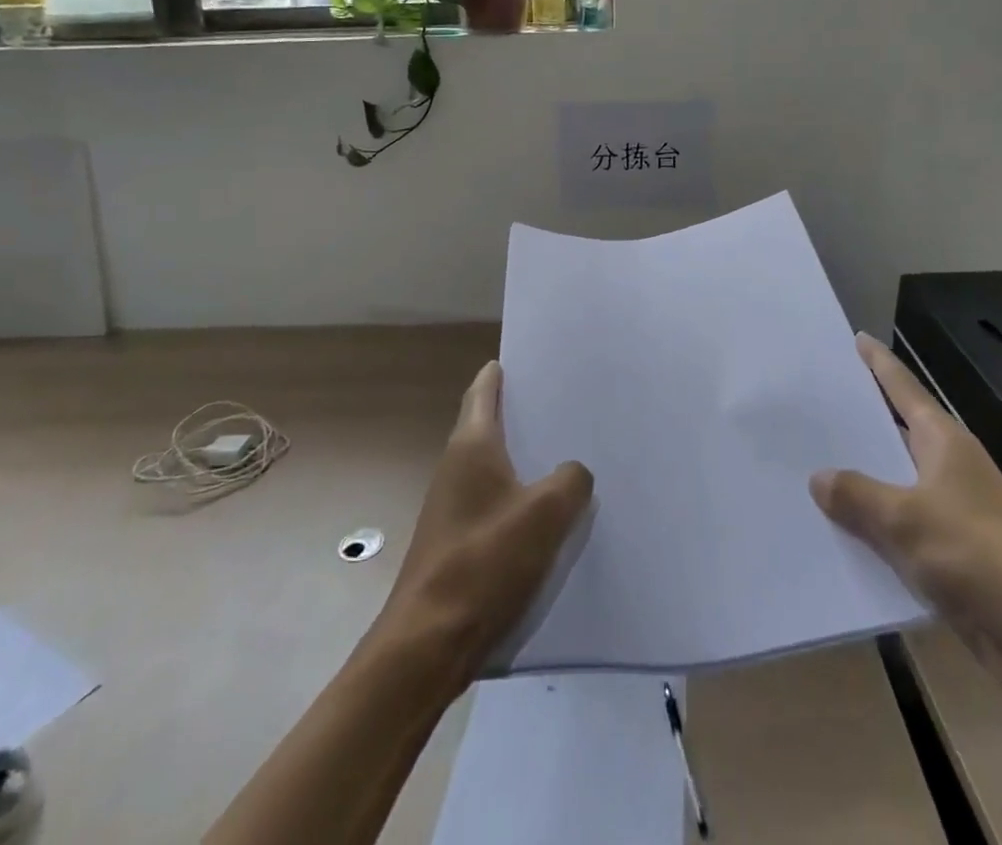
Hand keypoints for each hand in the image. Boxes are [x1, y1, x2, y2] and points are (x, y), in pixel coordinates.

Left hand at [374, 360, 593, 687]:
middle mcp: (456, 467)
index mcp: (471, 446)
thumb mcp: (544, 515)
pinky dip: (519, 496)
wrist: (428, 643)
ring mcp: (452, 505)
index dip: (500, 372)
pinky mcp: (457, 541)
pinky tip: (548, 514)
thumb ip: (569, 482)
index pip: (483, 391)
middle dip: (523, 413)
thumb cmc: (483, 562)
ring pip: (494, 466)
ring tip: (566, 454)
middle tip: (564, 404)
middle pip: (490, 425)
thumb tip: (573, 472)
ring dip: (524, 458)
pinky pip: (494, 502)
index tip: (526, 358)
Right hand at [810, 333, 1001, 708]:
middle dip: (856, 424)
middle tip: (809, 407)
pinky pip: (899, 532)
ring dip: (858, 483)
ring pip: (892, 486)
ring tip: (806, 469)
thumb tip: (819, 477)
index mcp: (943, 442)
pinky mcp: (951, 556)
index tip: (856, 338)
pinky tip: (835, 535)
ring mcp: (950, 513)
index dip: (879, 364)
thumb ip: (857, 495)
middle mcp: (947, 469)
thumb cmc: (980, 556)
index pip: (903, 389)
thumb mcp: (906, 519)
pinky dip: (871, 530)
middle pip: (894, 434)